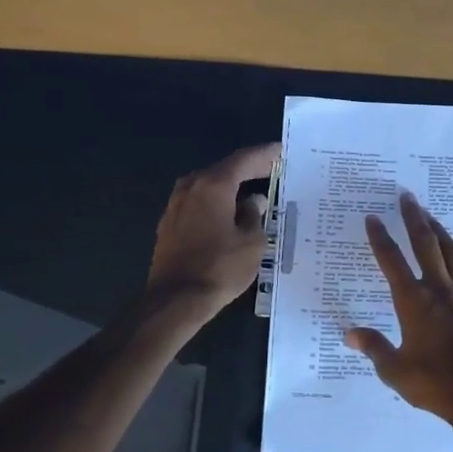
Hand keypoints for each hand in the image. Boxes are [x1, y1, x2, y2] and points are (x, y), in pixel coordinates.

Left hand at [147, 143, 277, 314]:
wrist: (175, 300)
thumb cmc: (219, 268)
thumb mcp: (252, 243)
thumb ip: (254, 215)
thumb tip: (253, 201)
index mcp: (213, 185)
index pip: (244, 160)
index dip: (265, 155)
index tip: (282, 151)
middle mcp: (191, 187)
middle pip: (224, 169)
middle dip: (249, 169)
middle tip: (273, 170)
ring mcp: (176, 205)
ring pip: (209, 186)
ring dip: (231, 186)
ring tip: (254, 190)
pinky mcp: (169, 224)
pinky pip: (199, 202)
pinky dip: (217, 201)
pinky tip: (229, 213)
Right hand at [345, 191, 452, 431]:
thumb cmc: (436, 385)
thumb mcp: (396, 370)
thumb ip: (374, 347)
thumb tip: (349, 333)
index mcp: (413, 302)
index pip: (392, 261)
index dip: (380, 237)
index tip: (373, 217)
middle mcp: (440, 290)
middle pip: (425, 245)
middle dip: (414, 218)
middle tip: (407, 197)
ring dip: (441, 233)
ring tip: (431, 217)